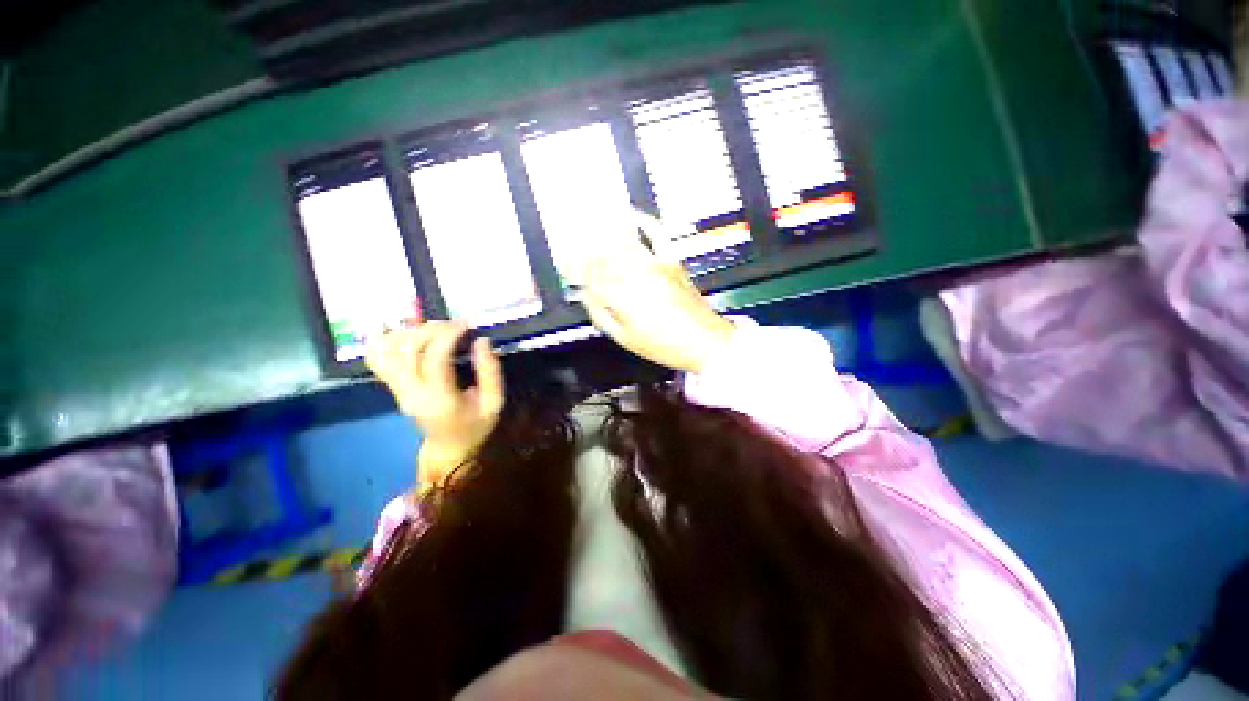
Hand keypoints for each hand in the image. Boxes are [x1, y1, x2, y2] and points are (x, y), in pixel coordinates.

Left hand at [365, 322, 503, 488]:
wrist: (448, 447)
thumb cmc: (475, 425)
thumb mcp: (494, 402)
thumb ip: (490, 372)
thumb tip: (481, 340)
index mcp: (441, 400)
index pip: (434, 360)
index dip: (447, 336)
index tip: (465, 324)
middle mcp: (412, 394)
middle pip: (408, 351)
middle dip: (431, 330)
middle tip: (453, 325)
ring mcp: (398, 391)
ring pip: (388, 353)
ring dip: (409, 332)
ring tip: (433, 327)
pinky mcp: (393, 387)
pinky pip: (376, 361)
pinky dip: (377, 341)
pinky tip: (387, 326)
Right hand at [580, 210, 735, 373]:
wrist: (704, 341)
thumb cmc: (664, 346)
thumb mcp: (626, 339)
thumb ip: (601, 315)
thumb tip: (585, 297)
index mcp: (622, 299)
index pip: (590, 276)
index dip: (573, 267)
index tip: (563, 260)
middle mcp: (636, 277)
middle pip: (604, 255)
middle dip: (585, 247)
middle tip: (571, 239)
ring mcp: (656, 266)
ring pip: (624, 242)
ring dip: (605, 230)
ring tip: (589, 218)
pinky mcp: (672, 261)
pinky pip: (658, 235)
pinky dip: (645, 222)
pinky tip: (633, 214)